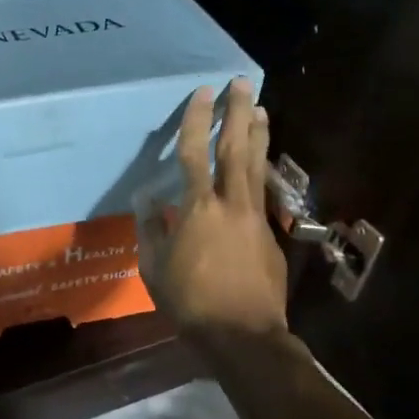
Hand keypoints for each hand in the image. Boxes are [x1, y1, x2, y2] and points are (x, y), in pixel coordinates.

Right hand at [137, 79, 288, 340]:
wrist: (243, 335)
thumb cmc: (190, 302)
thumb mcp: (154, 268)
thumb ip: (151, 228)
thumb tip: (148, 198)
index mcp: (199, 210)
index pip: (196, 154)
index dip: (198, 120)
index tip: (202, 92)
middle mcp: (231, 205)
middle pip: (236, 149)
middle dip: (238, 113)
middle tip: (242, 84)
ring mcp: (255, 218)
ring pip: (257, 167)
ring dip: (258, 135)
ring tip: (260, 109)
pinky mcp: (270, 235)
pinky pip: (261, 193)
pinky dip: (260, 171)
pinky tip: (259, 165)